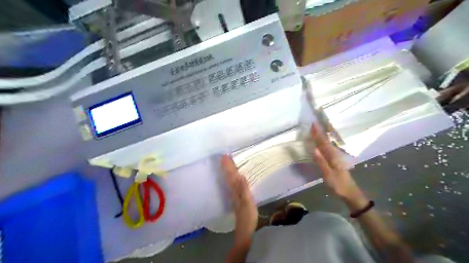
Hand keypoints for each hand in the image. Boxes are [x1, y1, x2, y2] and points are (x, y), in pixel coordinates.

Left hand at [222, 156, 257, 244]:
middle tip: (224, 157)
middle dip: (226, 166)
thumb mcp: (247, 202)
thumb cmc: (247, 216)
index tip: (225, 156)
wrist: (245, 230)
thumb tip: (240, 175)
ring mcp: (234, 195)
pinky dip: (232, 178)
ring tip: (226, 163)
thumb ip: (244, 189)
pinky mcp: (237, 198)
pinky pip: (233, 185)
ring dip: (228, 171)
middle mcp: (232, 191)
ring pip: (229, 180)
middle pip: (228, 176)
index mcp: (235, 190)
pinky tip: (233, 177)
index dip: (228, 166)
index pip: (231, 175)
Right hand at [311, 124, 361, 200]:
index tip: (314, 124)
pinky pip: (329, 149)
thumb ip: (321, 162)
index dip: (318, 134)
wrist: (350, 193)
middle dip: (320, 133)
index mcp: (333, 157)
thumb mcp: (328, 175)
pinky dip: (324, 143)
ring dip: (323, 137)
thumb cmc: (338, 185)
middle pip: (326, 142)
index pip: (324, 143)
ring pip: (328, 144)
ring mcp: (336, 158)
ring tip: (318, 130)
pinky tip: (323, 143)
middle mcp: (335, 155)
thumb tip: (314, 149)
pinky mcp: (336, 161)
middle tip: (315, 124)